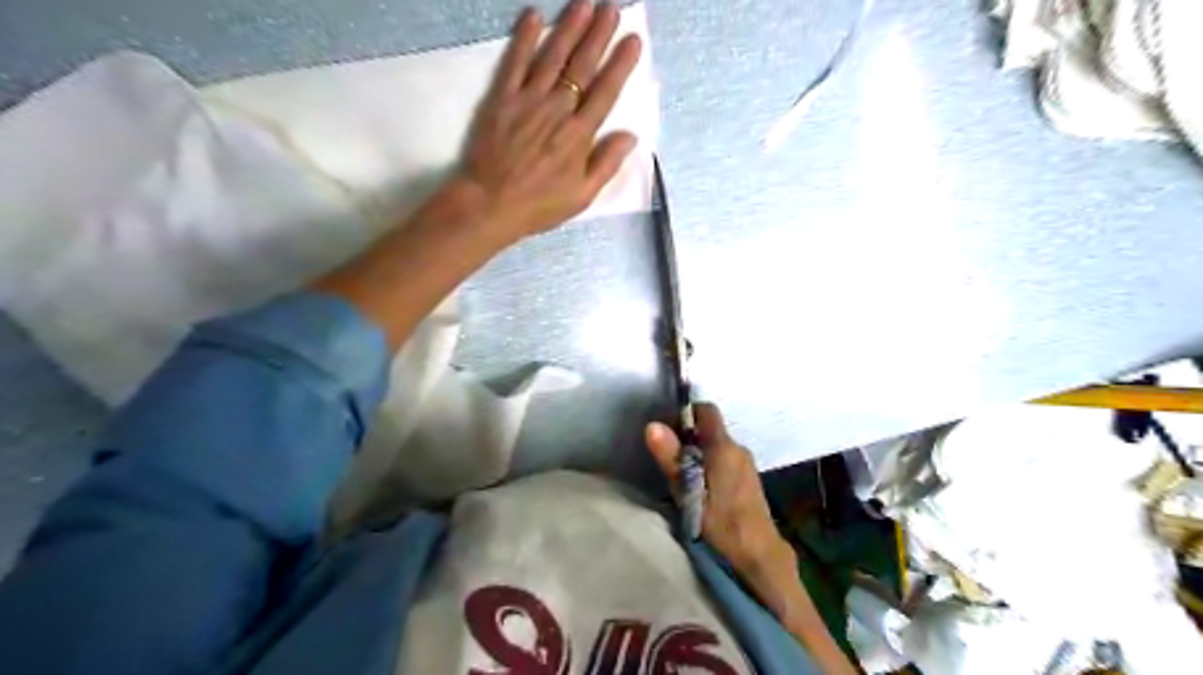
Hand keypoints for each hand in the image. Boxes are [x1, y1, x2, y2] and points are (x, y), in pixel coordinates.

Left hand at [454, 1, 643, 242]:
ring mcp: (528, 100)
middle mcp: (557, 110)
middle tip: (612, 8)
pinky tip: (534, 16)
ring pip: (553, 56)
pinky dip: (525, 38)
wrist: (490, 204)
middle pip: (582, 66)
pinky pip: (515, 62)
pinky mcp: (502, 98)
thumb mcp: (582, 196)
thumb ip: (607, 163)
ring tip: (584, 3)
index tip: (633, 40)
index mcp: (579, 135)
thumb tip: (630, 135)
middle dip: (599, 34)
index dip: (621, 64)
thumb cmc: (539, 205)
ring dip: (569, 27)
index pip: (605, 92)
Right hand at [644, 402, 797, 577]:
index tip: (669, 428)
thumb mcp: (688, 492)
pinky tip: (702, 486)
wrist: (759, 552)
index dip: (686, 412)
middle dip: (688, 436)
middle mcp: (738, 447)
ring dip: (699, 452)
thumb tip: (652, 425)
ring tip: (682, 474)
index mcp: (724, 446)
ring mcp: (746, 462)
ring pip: (717, 444)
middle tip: (669, 456)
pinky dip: (711, 463)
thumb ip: (671, 458)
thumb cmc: (722, 522)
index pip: (706, 410)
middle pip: (710, 428)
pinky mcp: (749, 477)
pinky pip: (725, 458)